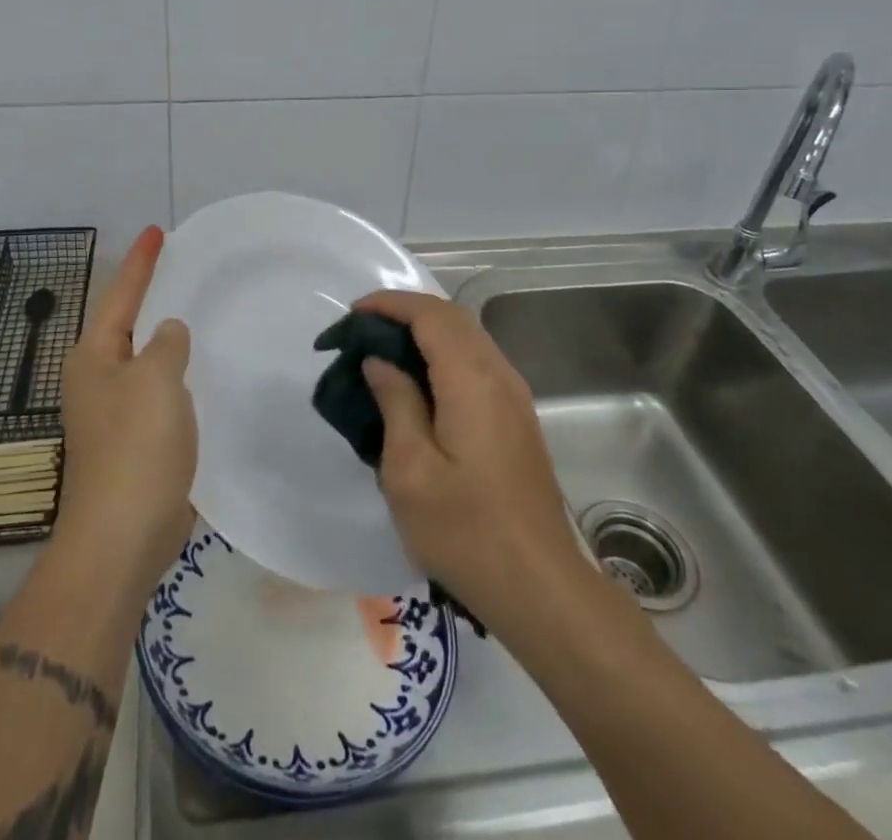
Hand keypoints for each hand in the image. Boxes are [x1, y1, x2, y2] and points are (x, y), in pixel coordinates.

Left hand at [57, 226, 196, 593]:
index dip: (141, 262)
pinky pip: (159, 391)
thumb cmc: (136, 448)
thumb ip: (166, 344)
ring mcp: (114, 412)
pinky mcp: (135, 441)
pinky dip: (178, 374)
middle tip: (183, 267)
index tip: (158, 231)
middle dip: (152, 295)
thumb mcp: (156, 380)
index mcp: (93, 357)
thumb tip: (168, 332)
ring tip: (198, 310)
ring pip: (145, 359)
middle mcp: (97, 378)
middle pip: (128, 324)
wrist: (122, 536)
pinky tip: (203, 370)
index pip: (121, 295)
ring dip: (167, 337)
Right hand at [356, 290, 587, 633]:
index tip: (352, 314)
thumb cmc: (466, 531)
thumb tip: (380, 361)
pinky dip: (442, 354)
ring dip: (425, 332)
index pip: (430, 314)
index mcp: (472, 380)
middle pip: (452, 317)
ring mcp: (514, 396)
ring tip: (383, 353)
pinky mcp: (517, 417)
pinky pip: (476, 362)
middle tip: (362, 332)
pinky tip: (418, 384)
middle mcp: (499, 375)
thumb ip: (395, 402)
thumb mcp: (410, 470)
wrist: (540, 587)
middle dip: (405, 313)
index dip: (390, 304)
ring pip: (467, 338)